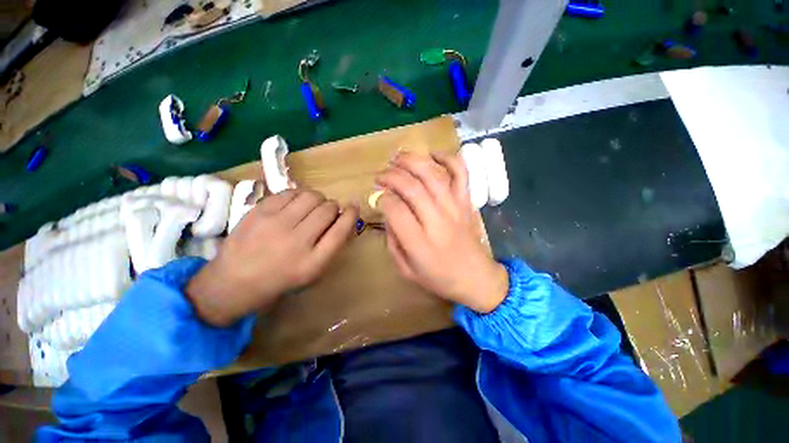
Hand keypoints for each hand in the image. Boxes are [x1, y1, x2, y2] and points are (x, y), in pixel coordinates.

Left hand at [186, 188, 358, 325]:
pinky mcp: (259, 212)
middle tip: (327, 213)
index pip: (341, 230)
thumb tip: (345, 217)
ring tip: (311, 207)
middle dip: (333, 207)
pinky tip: (294, 205)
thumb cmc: (281, 279)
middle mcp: (297, 242)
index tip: (354, 207)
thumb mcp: (313, 272)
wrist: (234, 282)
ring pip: (311, 196)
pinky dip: (298, 196)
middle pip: (328, 209)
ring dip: (318, 199)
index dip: (351, 214)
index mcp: (313, 262)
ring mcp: (275, 224)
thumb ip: (332, 246)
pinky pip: (290, 192)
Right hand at [376, 152, 508, 312]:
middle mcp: (437, 221)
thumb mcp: (406, 269)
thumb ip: (392, 241)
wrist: (475, 278)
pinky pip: (461, 173)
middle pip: (412, 187)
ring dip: (412, 161)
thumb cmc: (438, 277)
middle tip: (380, 175)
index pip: (396, 209)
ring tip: (397, 158)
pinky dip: (448, 158)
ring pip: (433, 175)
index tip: (378, 197)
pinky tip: (433, 154)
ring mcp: (454, 208)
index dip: (383, 198)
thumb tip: (387, 212)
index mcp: (419, 242)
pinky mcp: (466, 202)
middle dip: (391, 176)